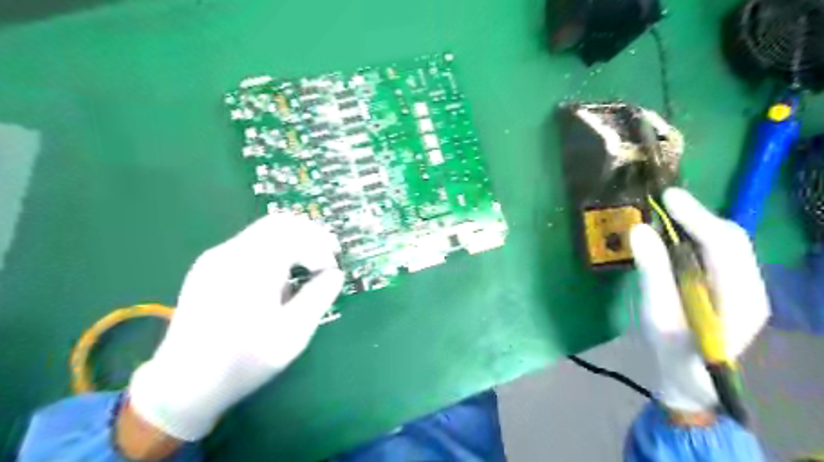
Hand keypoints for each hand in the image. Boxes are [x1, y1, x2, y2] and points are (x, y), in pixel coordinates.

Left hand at [128, 214, 344, 441]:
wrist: (182, 385)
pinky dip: (275, 248)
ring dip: (294, 240)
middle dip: (311, 235)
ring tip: (308, 265)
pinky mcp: (209, 266)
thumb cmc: (243, 362)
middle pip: (280, 223)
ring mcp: (216, 257)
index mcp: (252, 268)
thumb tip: (335, 274)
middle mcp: (231, 253)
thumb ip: (318, 298)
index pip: (296, 235)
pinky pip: (251, 243)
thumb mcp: (293, 334)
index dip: (321, 249)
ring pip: (265, 230)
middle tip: (329, 255)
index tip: (332, 272)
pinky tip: (280, 274)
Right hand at [632, 187, 772, 418]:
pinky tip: (675, 238)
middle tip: (663, 203)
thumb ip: (652, 271)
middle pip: (731, 239)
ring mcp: (744, 288)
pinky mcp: (731, 288)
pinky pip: (717, 253)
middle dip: (697, 216)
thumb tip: (638, 229)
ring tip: (666, 215)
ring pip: (726, 244)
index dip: (696, 216)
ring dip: (696, 225)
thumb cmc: (672, 352)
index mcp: (739, 297)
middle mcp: (751, 287)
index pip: (724, 244)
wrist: (691, 382)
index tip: (666, 197)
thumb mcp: (657, 314)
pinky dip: (695, 238)